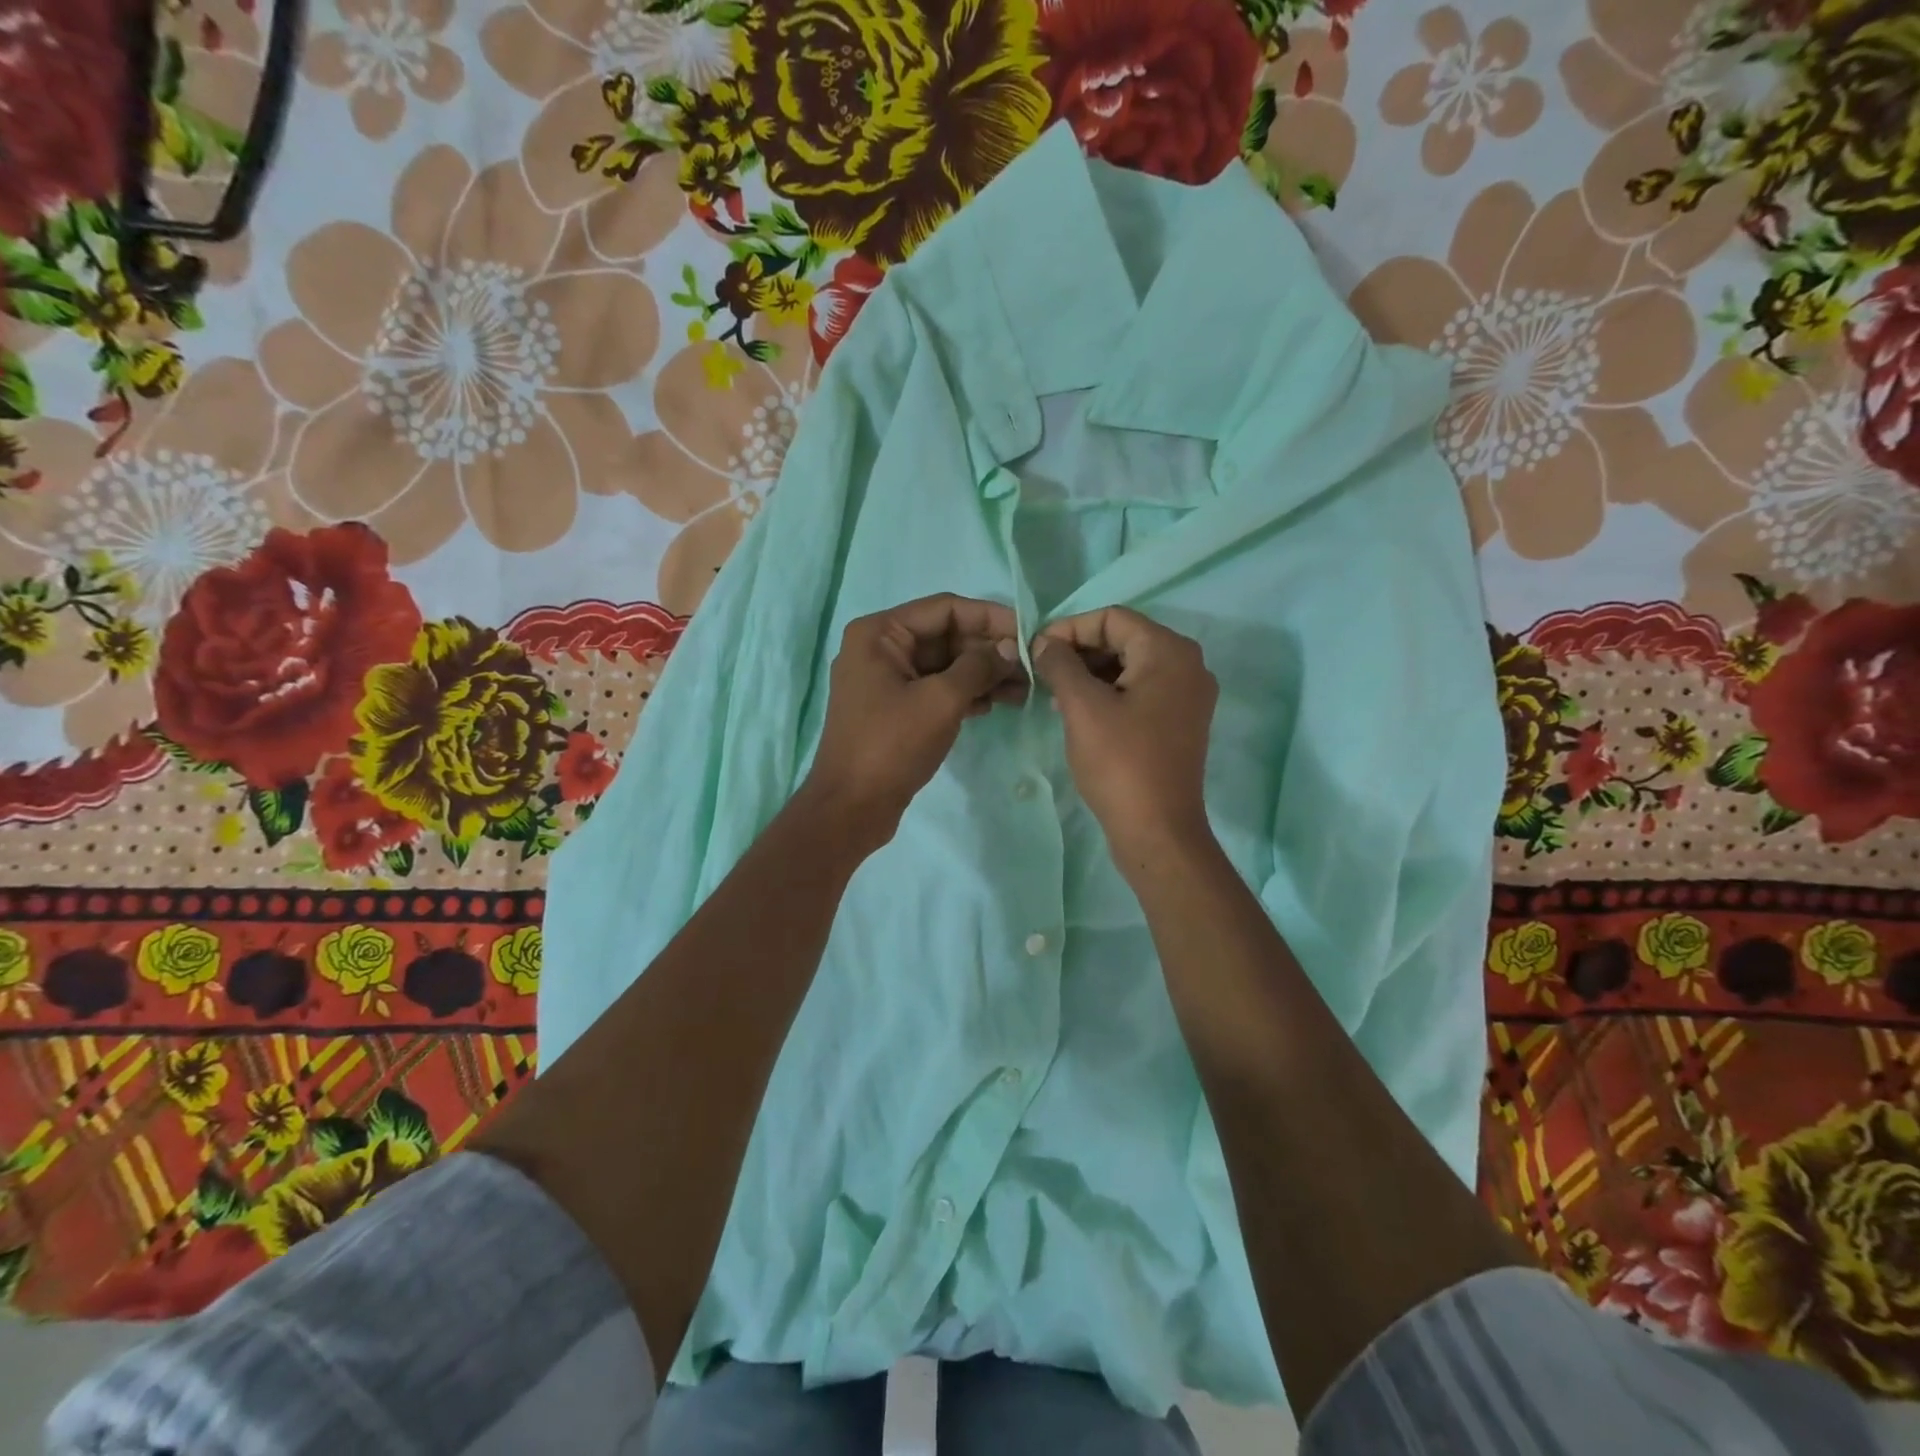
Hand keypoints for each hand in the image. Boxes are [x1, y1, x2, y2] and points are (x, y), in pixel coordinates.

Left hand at [801, 594, 1026, 843]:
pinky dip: (967, 694)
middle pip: (946, 636)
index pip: (945, 609)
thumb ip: (979, 666)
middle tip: (1032, 667)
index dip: (990, 617)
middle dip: (989, 650)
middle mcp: (880, 648)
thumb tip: (1010, 648)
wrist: (851, 808)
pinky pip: (937, 689)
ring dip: (984, 674)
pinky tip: (998, 704)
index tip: (1028, 631)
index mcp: (879, 633)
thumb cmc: (891, 746)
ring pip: (945, 665)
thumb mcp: (941, 700)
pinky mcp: (896, 709)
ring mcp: (887, 680)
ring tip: (1025, 690)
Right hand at [1031, 607, 1217, 868]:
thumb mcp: (1082, 706)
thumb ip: (1060, 663)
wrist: (1158, 830)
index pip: (1112, 618)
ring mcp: (1187, 696)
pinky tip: (1078, 713)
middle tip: (1042, 673)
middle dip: (1079, 652)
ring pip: (1130, 666)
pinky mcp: (1180, 723)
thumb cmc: (1120, 762)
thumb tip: (1044, 642)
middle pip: (1124, 639)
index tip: (1036, 651)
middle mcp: (1187, 665)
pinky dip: (1109, 693)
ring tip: (1055, 695)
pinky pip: (1140, 691)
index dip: (1069, 628)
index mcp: (1169, 652)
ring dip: (1090, 674)